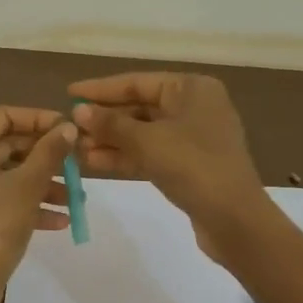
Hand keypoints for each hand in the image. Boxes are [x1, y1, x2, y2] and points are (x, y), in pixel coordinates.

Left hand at [0, 106, 77, 290]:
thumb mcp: (28, 184)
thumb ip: (50, 151)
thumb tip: (68, 126)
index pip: (5, 115)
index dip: (40, 119)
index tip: (70, 130)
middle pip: (7, 146)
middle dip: (46, 158)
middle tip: (77, 166)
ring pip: (6, 176)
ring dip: (41, 185)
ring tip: (75, 199)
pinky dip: (25, 205)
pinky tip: (58, 222)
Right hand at [68, 72, 269, 255]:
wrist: (234, 219)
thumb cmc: (193, 166)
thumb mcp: (148, 141)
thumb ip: (111, 124)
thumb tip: (78, 110)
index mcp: (192, 88)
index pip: (138, 82)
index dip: (101, 89)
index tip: (69, 93)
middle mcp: (195, 107)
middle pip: (140, 107)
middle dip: (105, 120)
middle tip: (68, 128)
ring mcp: (193, 138)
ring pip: (144, 133)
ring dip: (111, 140)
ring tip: (75, 148)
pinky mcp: (189, 165)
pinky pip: (151, 153)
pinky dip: (126, 157)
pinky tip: (94, 162)